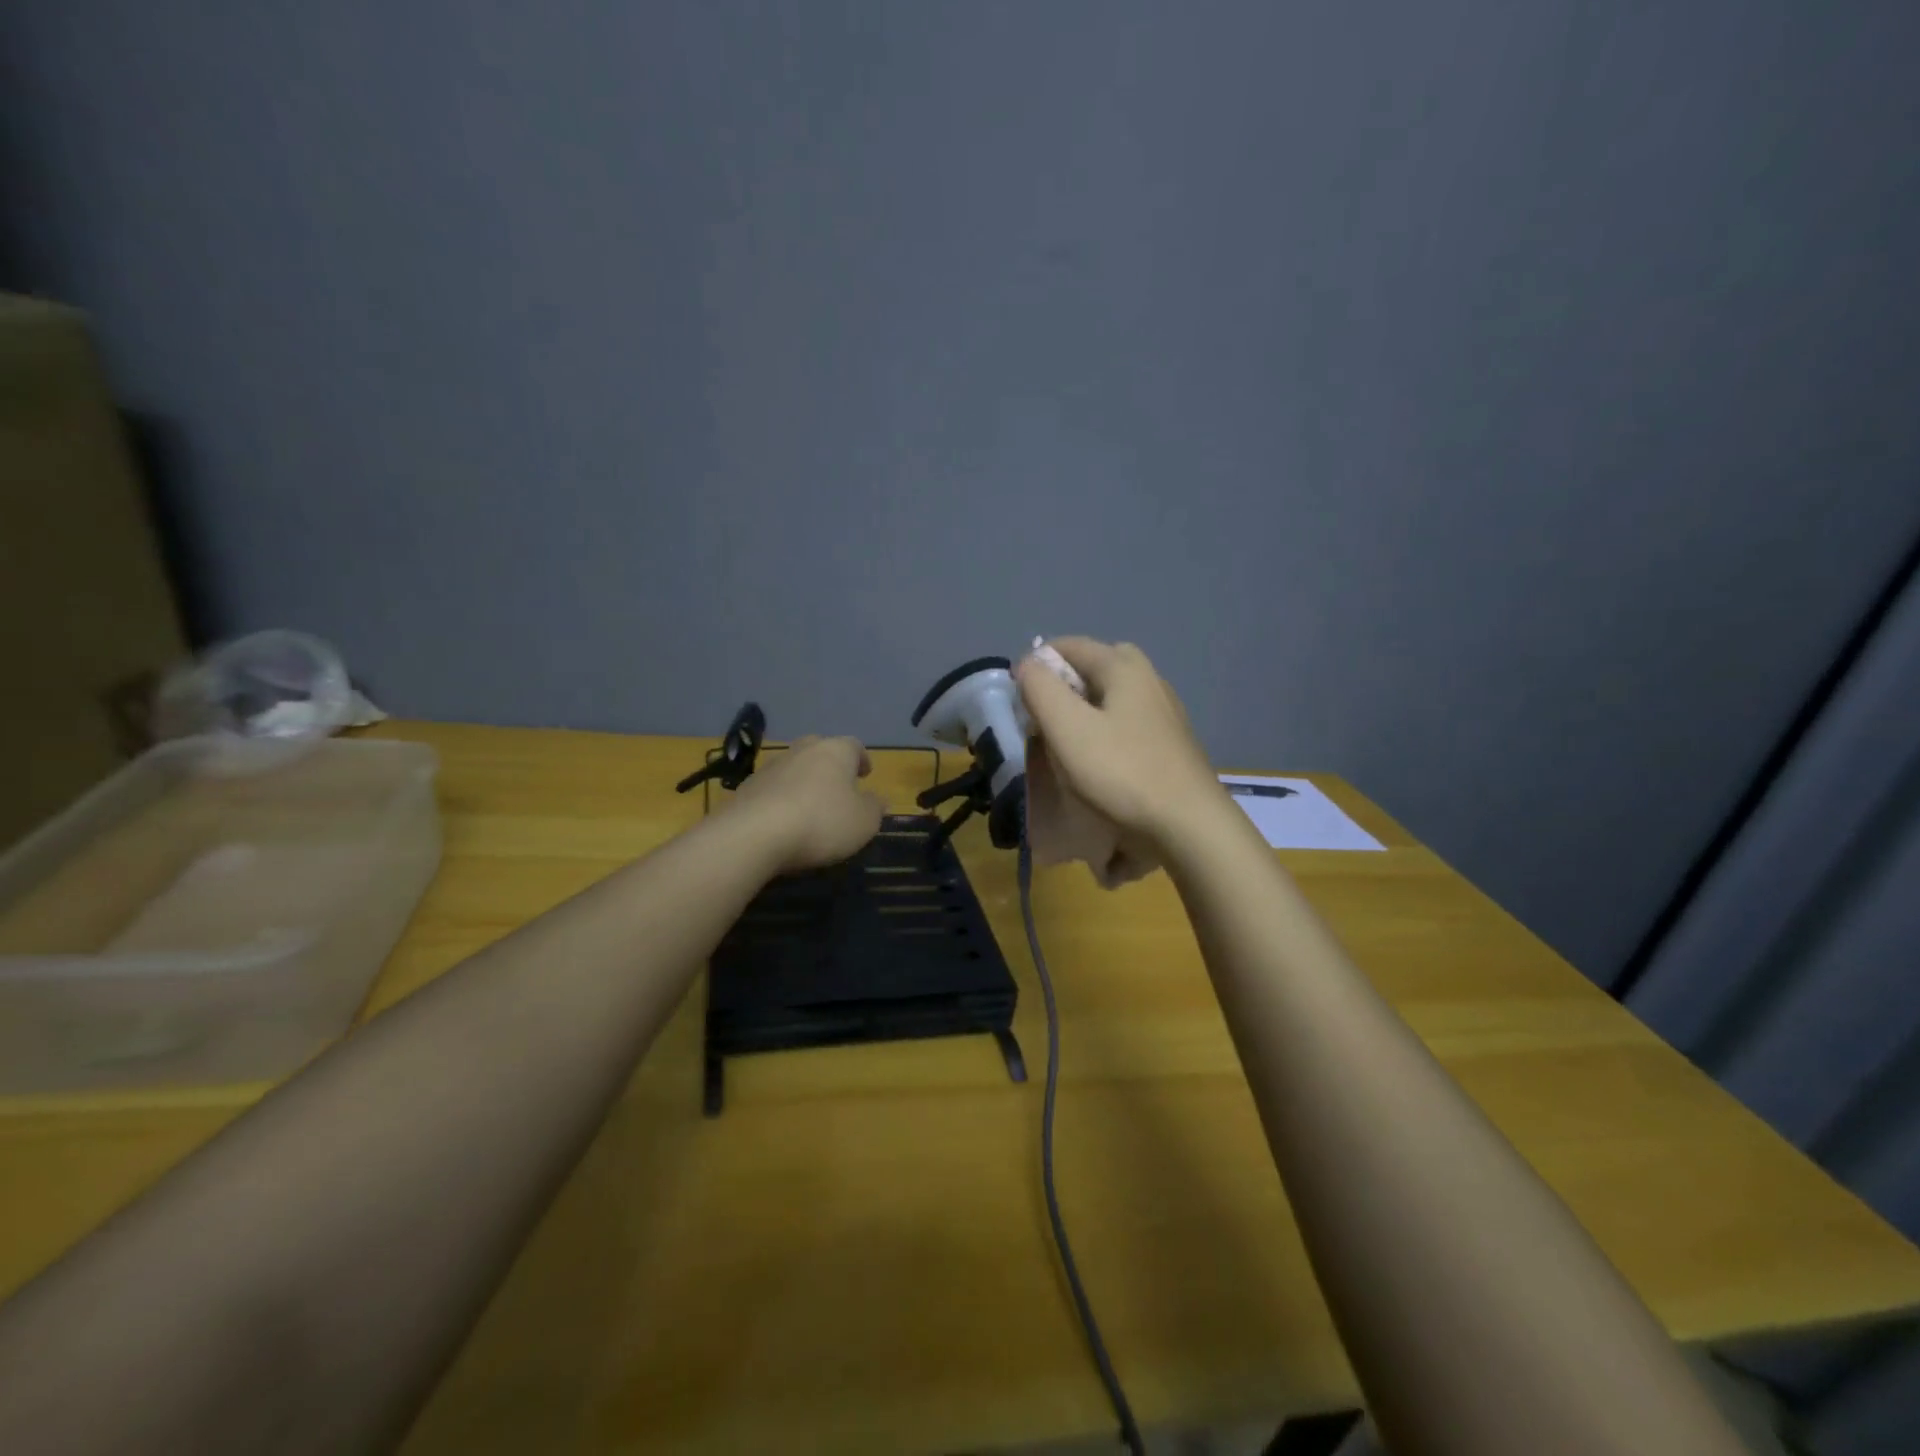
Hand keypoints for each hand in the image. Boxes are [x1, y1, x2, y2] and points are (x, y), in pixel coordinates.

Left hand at [729, 735, 886, 873]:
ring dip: (803, 781)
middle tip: (838, 785)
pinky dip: (781, 798)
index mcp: (835, 751)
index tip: (866, 773)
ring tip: (810, 805)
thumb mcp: (864, 822)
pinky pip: (772, 788)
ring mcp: (770, 767)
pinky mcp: (746, 787)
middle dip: (830, 765)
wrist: (754, 834)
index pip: (854, 745)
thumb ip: (874, 808)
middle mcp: (802, 750)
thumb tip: (877, 799)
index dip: (862, 759)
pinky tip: (784, 820)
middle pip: (820, 750)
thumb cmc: (822, 823)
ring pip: (794, 767)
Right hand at [1015, 639, 1226, 850]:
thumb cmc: (1122, 772)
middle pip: (1096, 667)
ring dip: (1084, 712)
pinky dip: (1105, 735)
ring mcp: (1165, 714)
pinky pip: (1127, 726)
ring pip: (1113, 698)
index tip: (1018, 700)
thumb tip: (1028, 665)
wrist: (1189, 826)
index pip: (1069, 646)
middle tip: (1043, 718)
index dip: (1036, 665)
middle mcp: (1149, 680)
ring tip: (1064, 744)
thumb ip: (1040, 689)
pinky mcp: (1170, 746)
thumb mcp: (1067, 728)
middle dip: (1064, 685)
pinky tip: (1097, 764)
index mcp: (1124, 668)